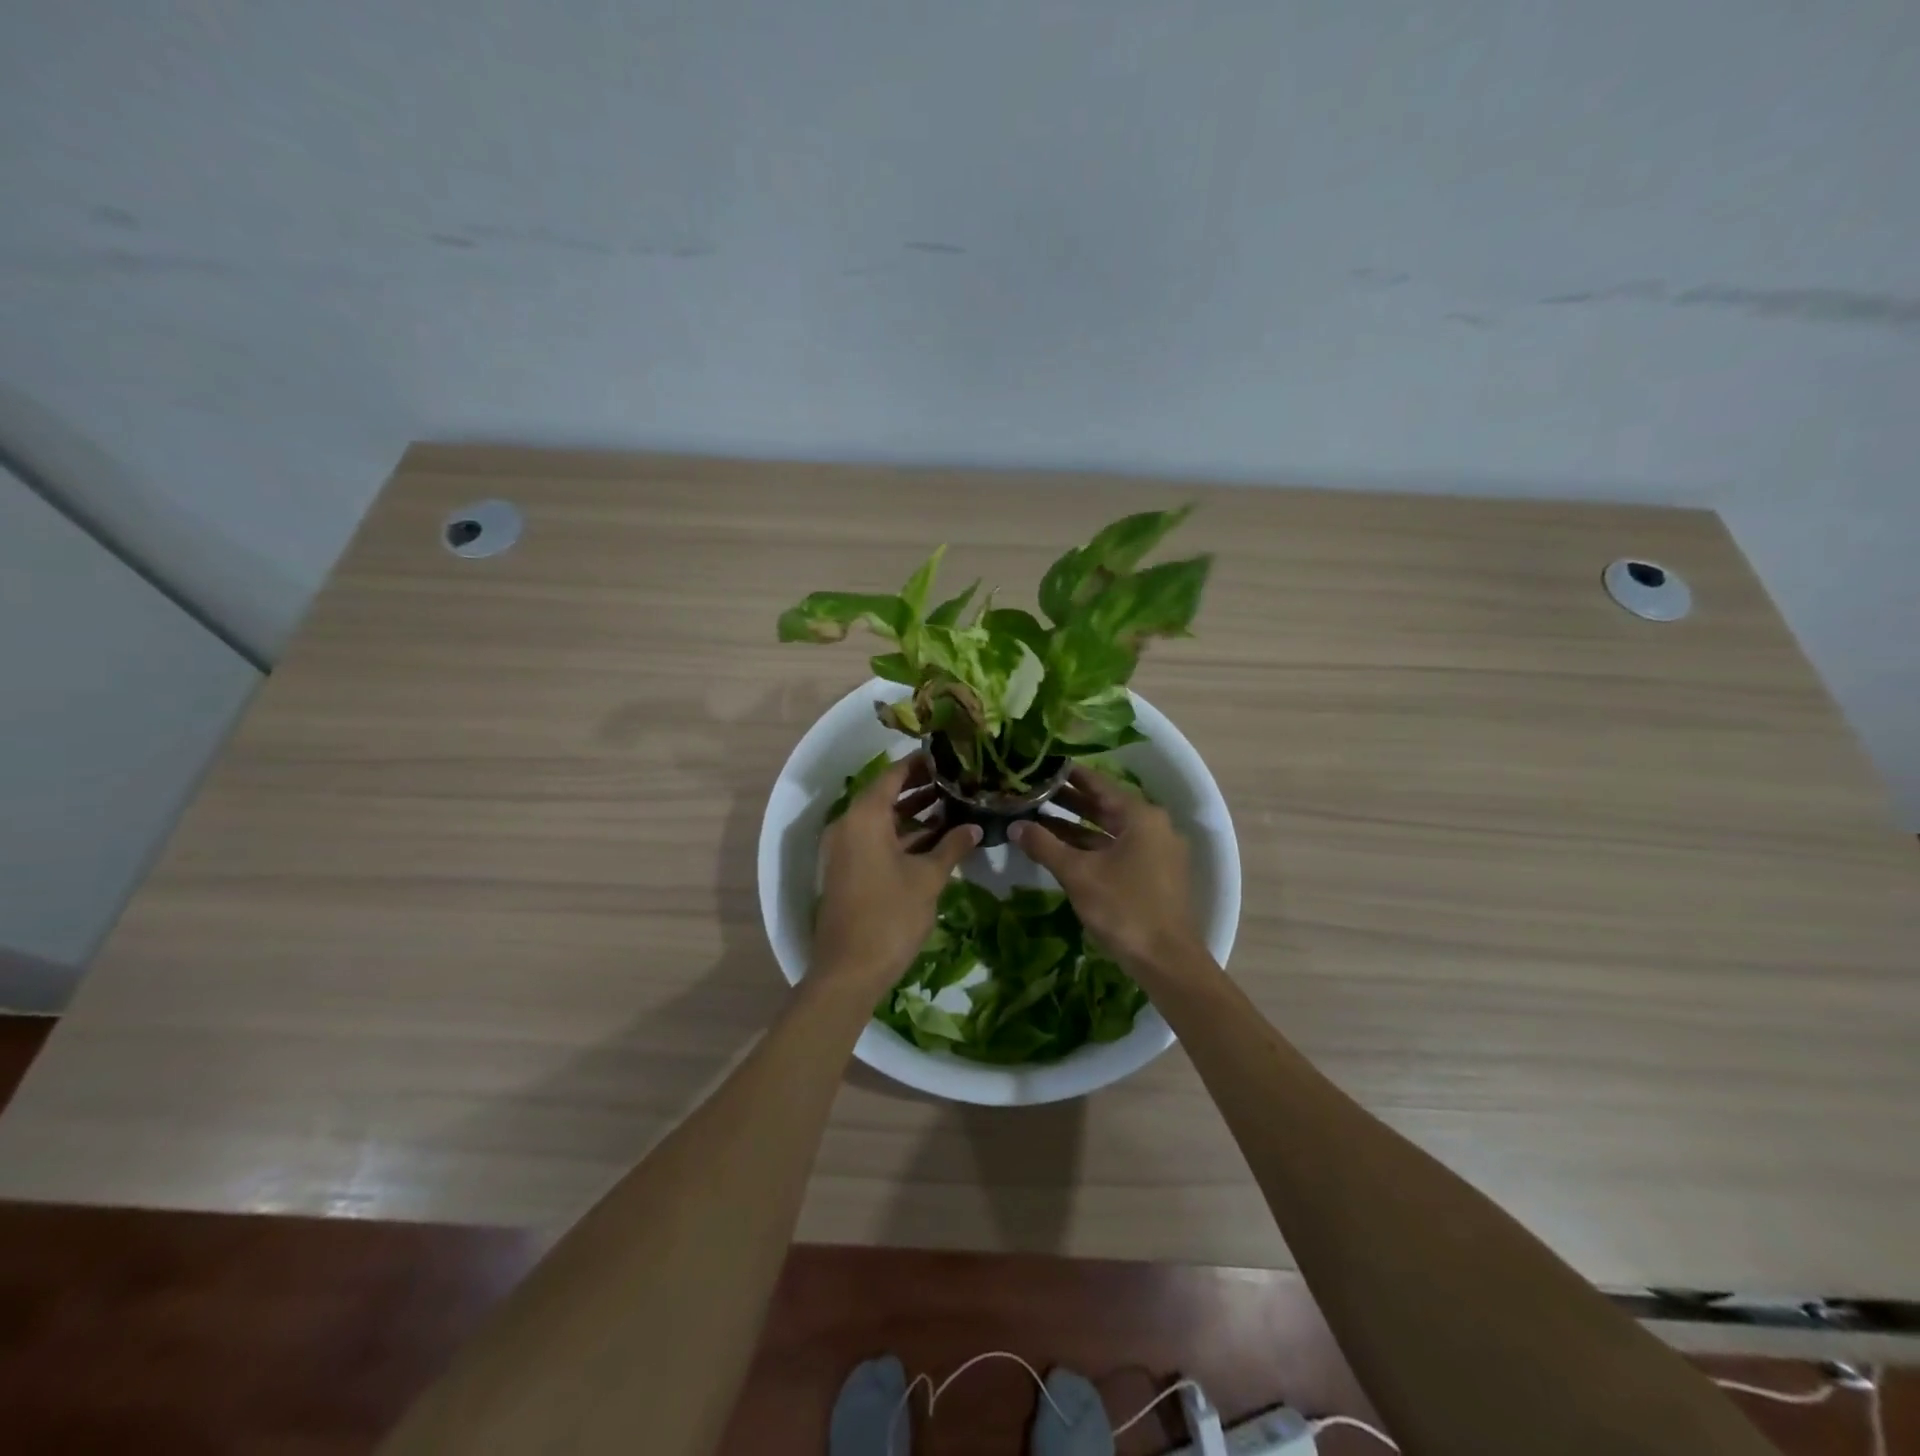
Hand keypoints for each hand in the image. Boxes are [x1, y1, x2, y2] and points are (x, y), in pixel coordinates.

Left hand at [814, 754, 980, 991]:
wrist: (849, 970)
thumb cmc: (890, 916)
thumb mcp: (928, 878)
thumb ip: (952, 846)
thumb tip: (974, 827)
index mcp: (864, 817)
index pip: (893, 775)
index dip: (920, 764)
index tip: (948, 756)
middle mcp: (848, 825)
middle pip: (886, 795)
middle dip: (920, 787)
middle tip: (956, 779)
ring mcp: (845, 849)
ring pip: (882, 819)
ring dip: (913, 812)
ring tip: (952, 804)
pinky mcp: (847, 870)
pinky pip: (875, 840)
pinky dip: (901, 835)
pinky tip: (933, 838)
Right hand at [1008, 768, 1206, 980]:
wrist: (1167, 961)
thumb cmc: (1124, 908)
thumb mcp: (1078, 874)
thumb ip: (1045, 845)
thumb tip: (1015, 825)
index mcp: (1141, 816)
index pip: (1099, 784)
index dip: (1069, 775)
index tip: (1042, 766)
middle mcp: (1153, 826)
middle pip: (1105, 806)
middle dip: (1069, 801)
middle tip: (1033, 791)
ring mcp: (1156, 851)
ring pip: (1109, 830)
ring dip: (1076, 826)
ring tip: (1039, 818)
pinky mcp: (1153, 874)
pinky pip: (1117, 849)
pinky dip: (1091, 846)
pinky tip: (1062, 849)